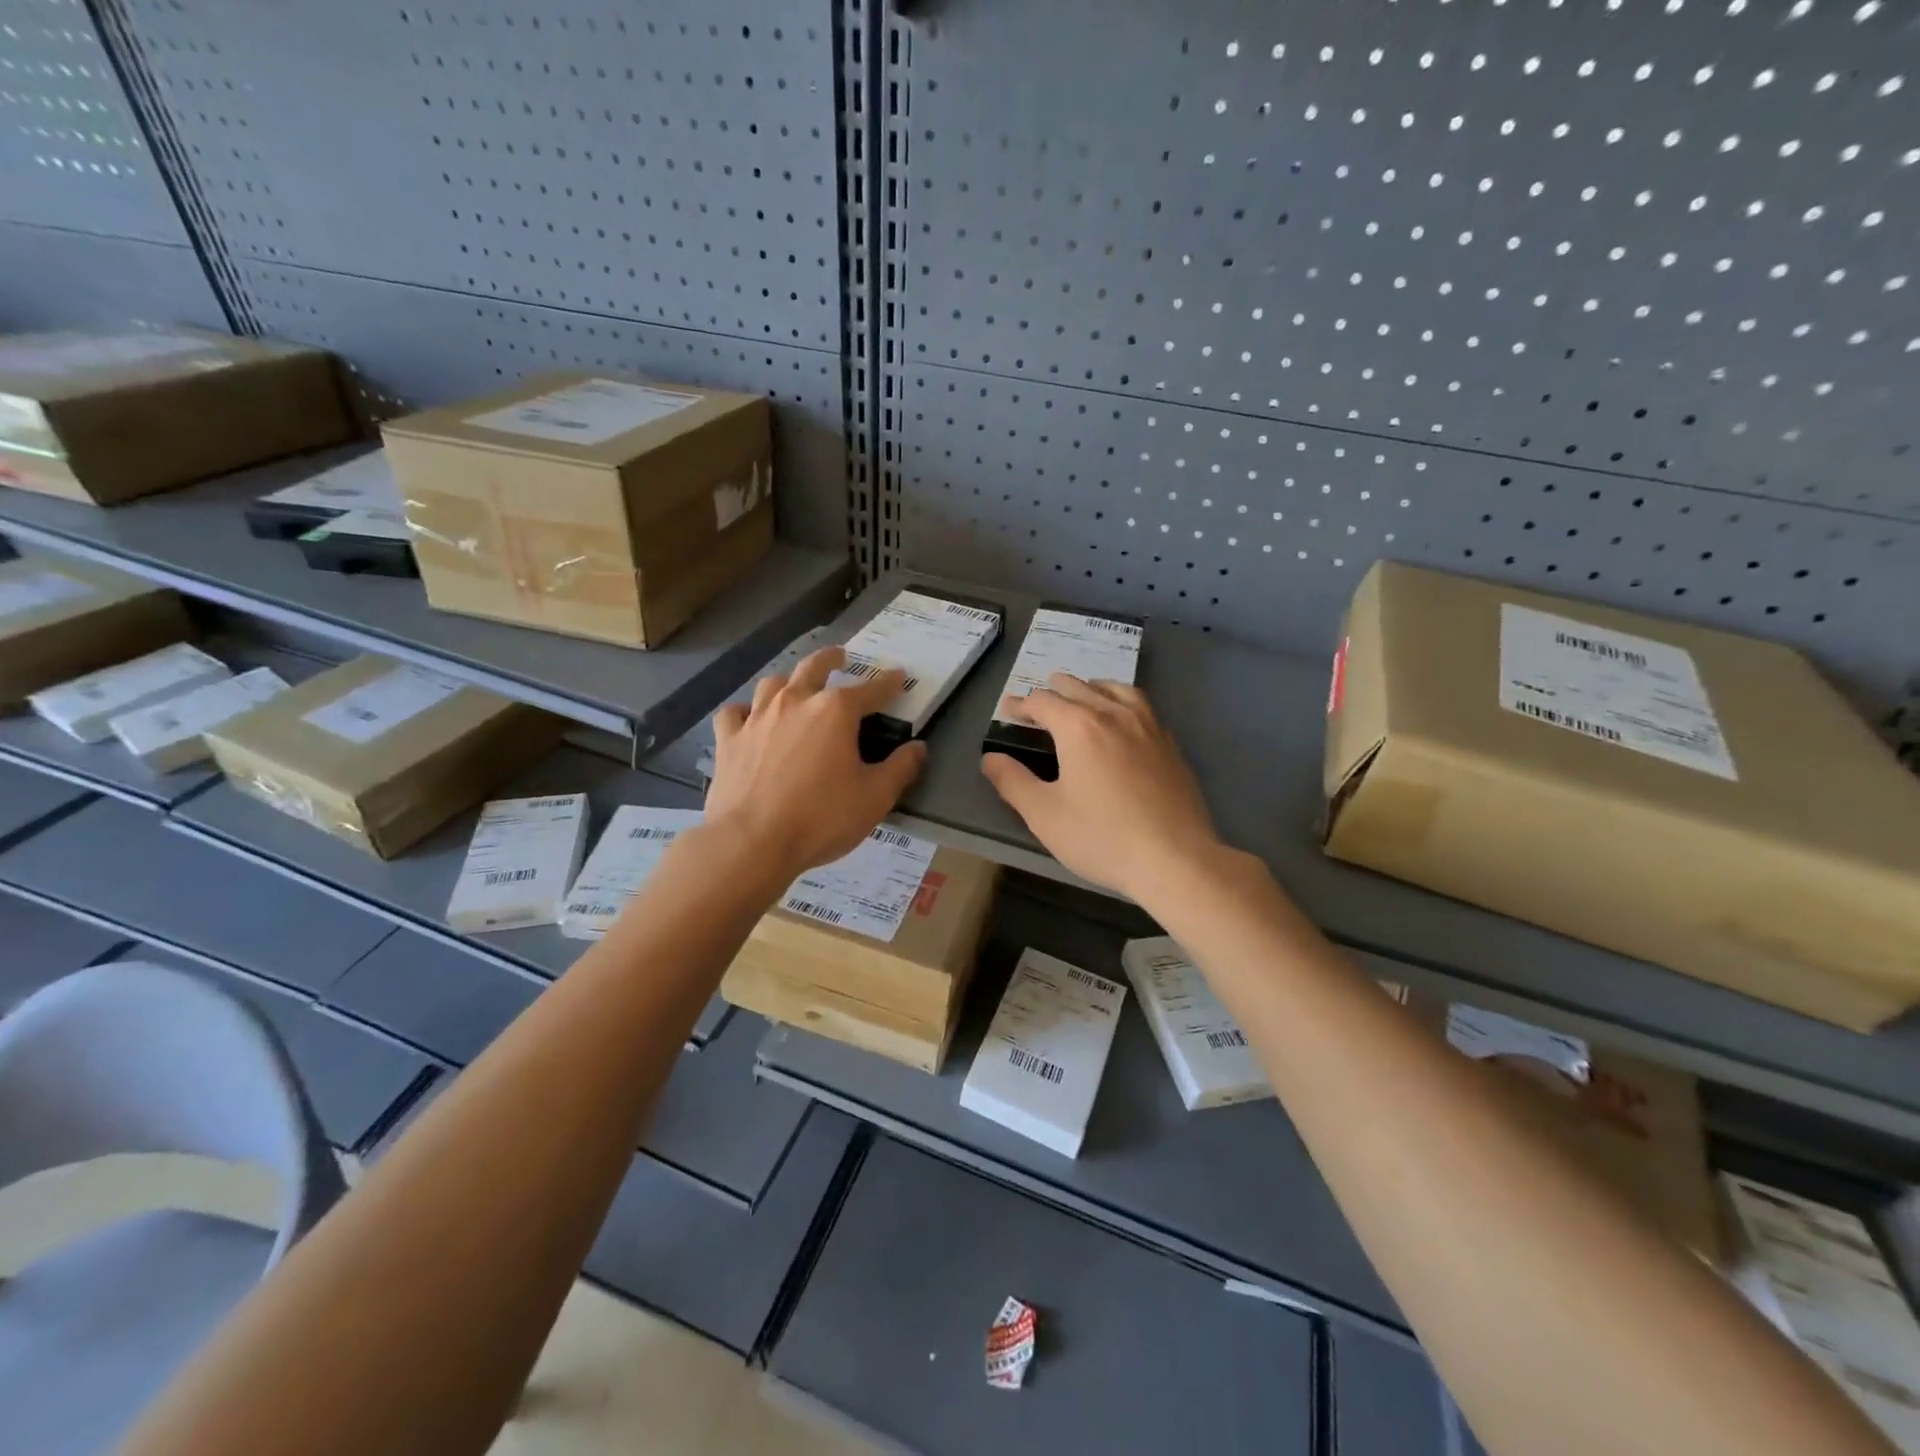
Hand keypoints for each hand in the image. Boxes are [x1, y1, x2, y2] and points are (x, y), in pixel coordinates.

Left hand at [706, 646, 926, 879]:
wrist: (751, 842)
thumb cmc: (821, 818)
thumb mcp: (875, 798)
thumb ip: (900, 769)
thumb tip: (918, 748)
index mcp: (835, 711)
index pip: (870, 690)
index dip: (888, 683)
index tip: (899, 676)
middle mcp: (795, 702)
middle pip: (814, 668)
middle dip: (831, 659)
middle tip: (840, 656)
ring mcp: (757, 718)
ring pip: (773, 683)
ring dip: (789, 680)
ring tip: (795, 686)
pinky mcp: (729, 739)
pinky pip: (735, 713)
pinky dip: (746, 711)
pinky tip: (749, 719)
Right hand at [981, 674, 1222, 900]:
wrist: (1175, 858)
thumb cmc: (1101, 837)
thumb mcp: (1044, 815)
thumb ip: (1013, 782)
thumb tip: (990, 759)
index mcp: (1079, 726)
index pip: (1043, 702)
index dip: (1021, 704)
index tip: (1009, 710)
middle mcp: (1114, 714)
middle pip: (1079, 686)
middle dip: (1054, 690)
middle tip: (1039, 701)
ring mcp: (1148, 726)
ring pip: (1116, 689)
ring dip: (1092, 687)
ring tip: (1083, 696)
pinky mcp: (1170, 745)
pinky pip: (1142, 707)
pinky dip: (1122, 702)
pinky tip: (1123, 722)